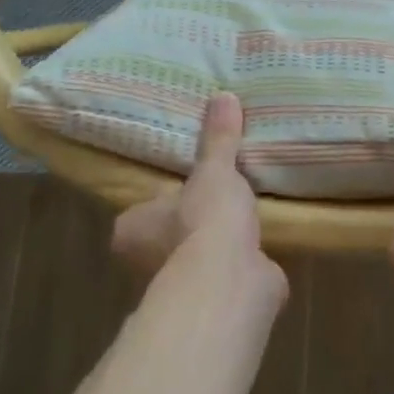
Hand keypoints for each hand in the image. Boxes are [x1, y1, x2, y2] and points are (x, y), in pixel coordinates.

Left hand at [112, 92, 270, 277]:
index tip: (186, 185)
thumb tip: (223, 94)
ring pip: (198, 256)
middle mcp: (147, 262)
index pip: (140, 211)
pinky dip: (241, 262)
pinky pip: (227, 273)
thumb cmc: (204, 220)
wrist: (230, 281)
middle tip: (219, 195)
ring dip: (218, 243)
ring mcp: (181, 285)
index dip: (162, 200)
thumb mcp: (214, 170)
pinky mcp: (215, 299)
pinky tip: (261, 245)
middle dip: (192, 222)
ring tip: (243, 215)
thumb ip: (218, 138)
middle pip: (169, 235)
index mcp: (132, 230)